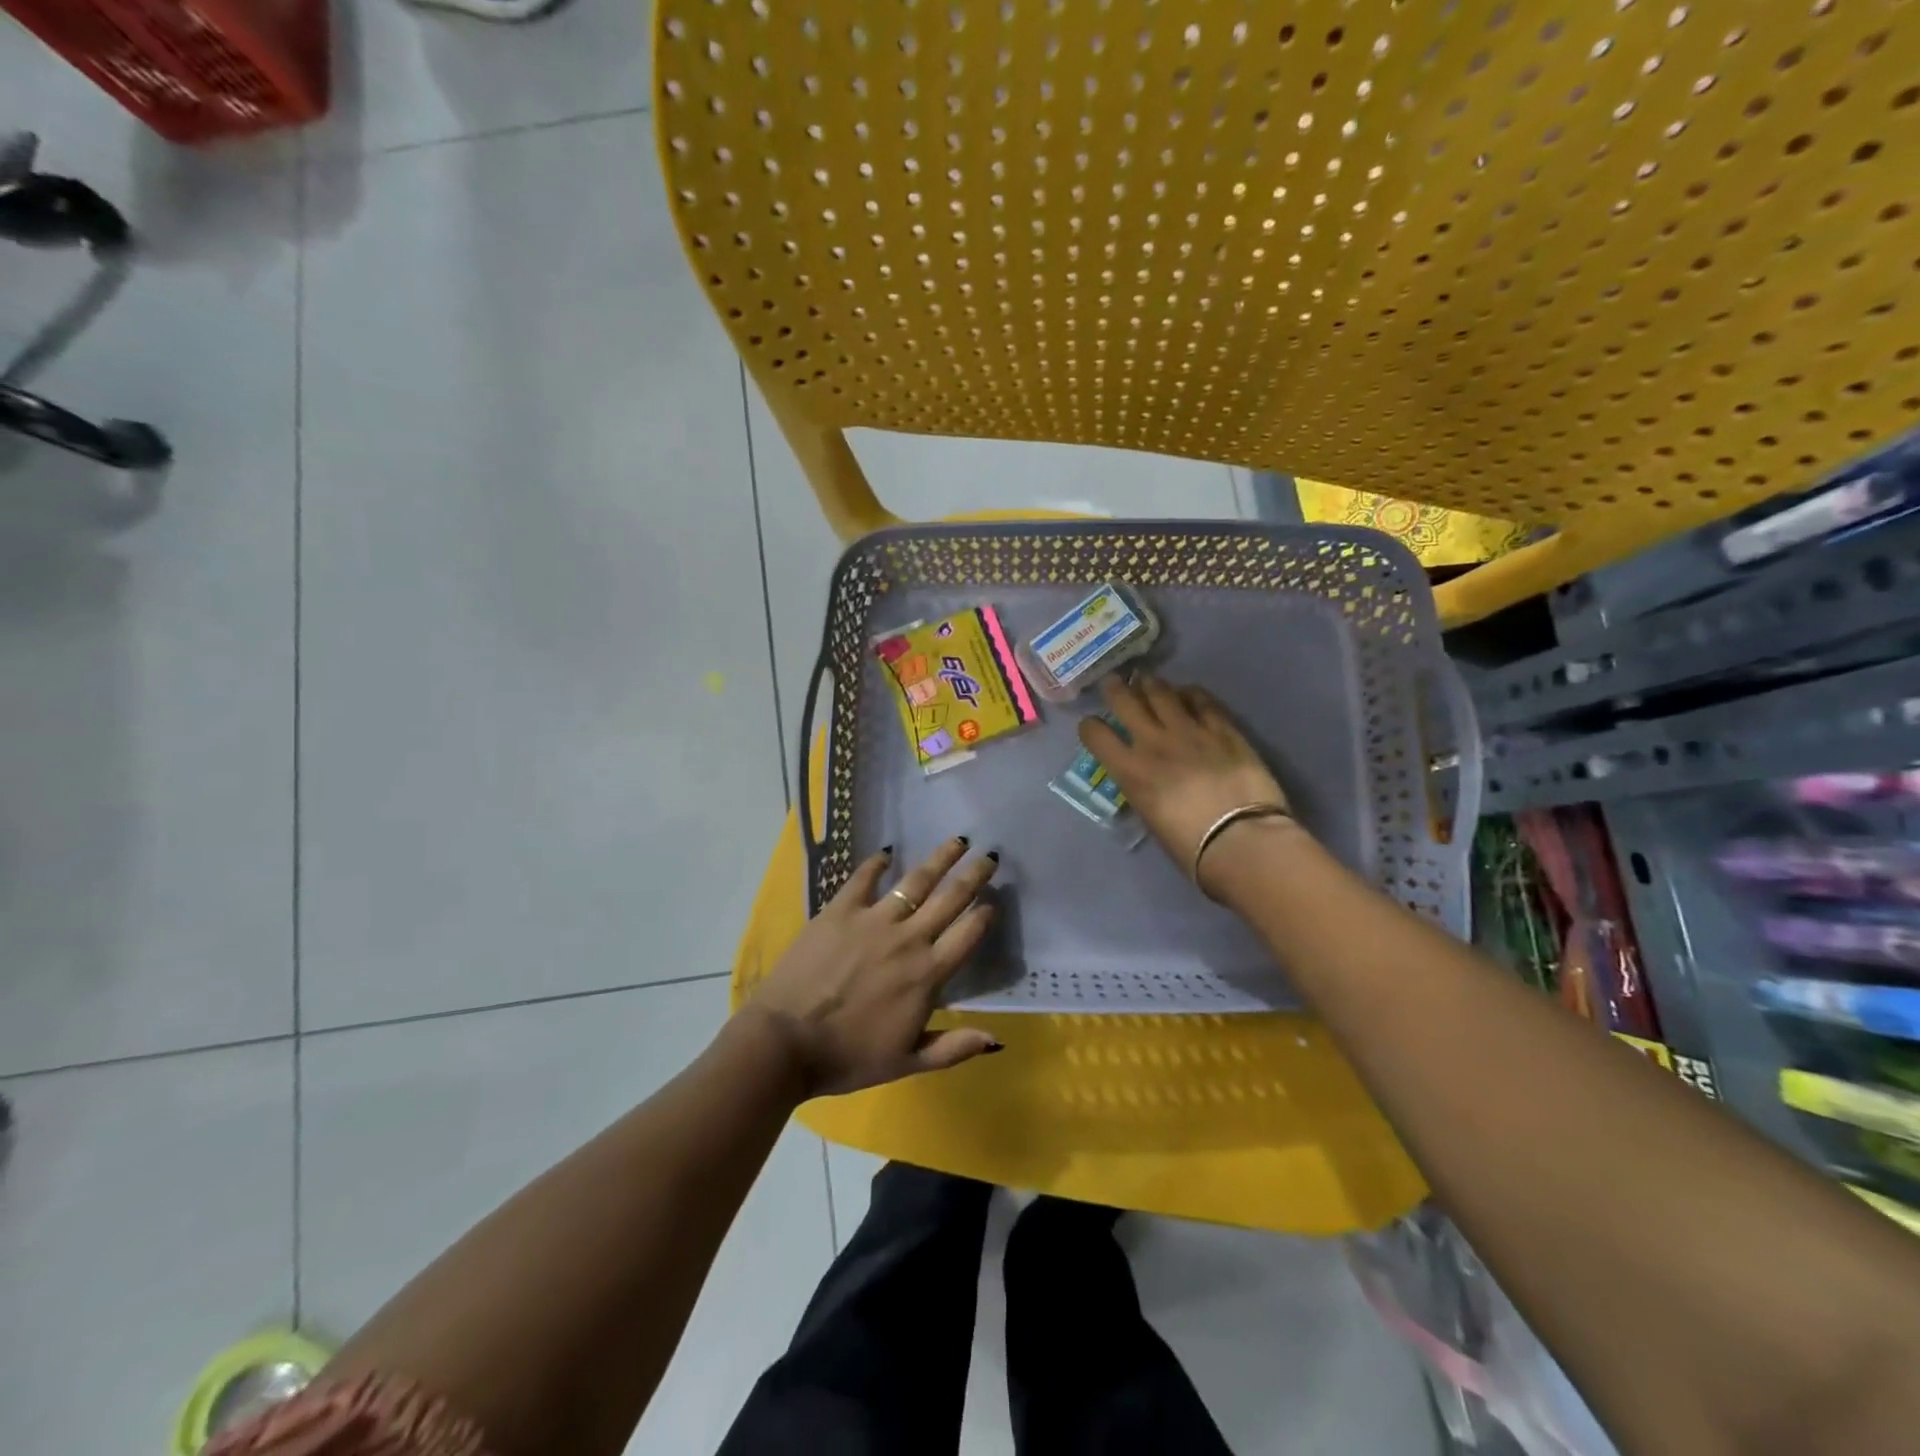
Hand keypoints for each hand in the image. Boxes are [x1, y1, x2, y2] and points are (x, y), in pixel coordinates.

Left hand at [740, 837, 1002, 1097]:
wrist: (785, 1042)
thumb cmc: (847, 1058)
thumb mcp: (906, 1063)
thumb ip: (953, 1048)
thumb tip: (997, 1039)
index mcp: (927, 974)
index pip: (968, 935)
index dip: (985, 915)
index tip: (993, 901)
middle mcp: (908, 939)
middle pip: (950, 899)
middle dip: (973, 875)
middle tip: (990, 856)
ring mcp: (873, 920)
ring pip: (915, 881)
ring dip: (939, 859)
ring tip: (957, 841)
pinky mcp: (840, 910)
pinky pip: (863, 878)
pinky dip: (876, 863)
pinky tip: (886, 852)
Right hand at [1079, 675, 1295, 896]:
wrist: (1241, 840)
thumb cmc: (1191, 846)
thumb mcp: (1150, 817)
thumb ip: (1142, 788)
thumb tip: (1146, 776)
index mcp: (1130, 771)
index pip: (1096, 735)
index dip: (1090, 727)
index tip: (1093, 726)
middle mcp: (1153, 742)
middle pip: (1125, 701)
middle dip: (1115, 689)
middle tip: (1114, 682)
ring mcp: (1189, 730)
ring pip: (1162, 692)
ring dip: (1151, 685)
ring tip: (1148, 681)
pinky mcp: (1222, 728)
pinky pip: (1202, 700)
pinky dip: (1191, 693)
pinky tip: (1188, 692)